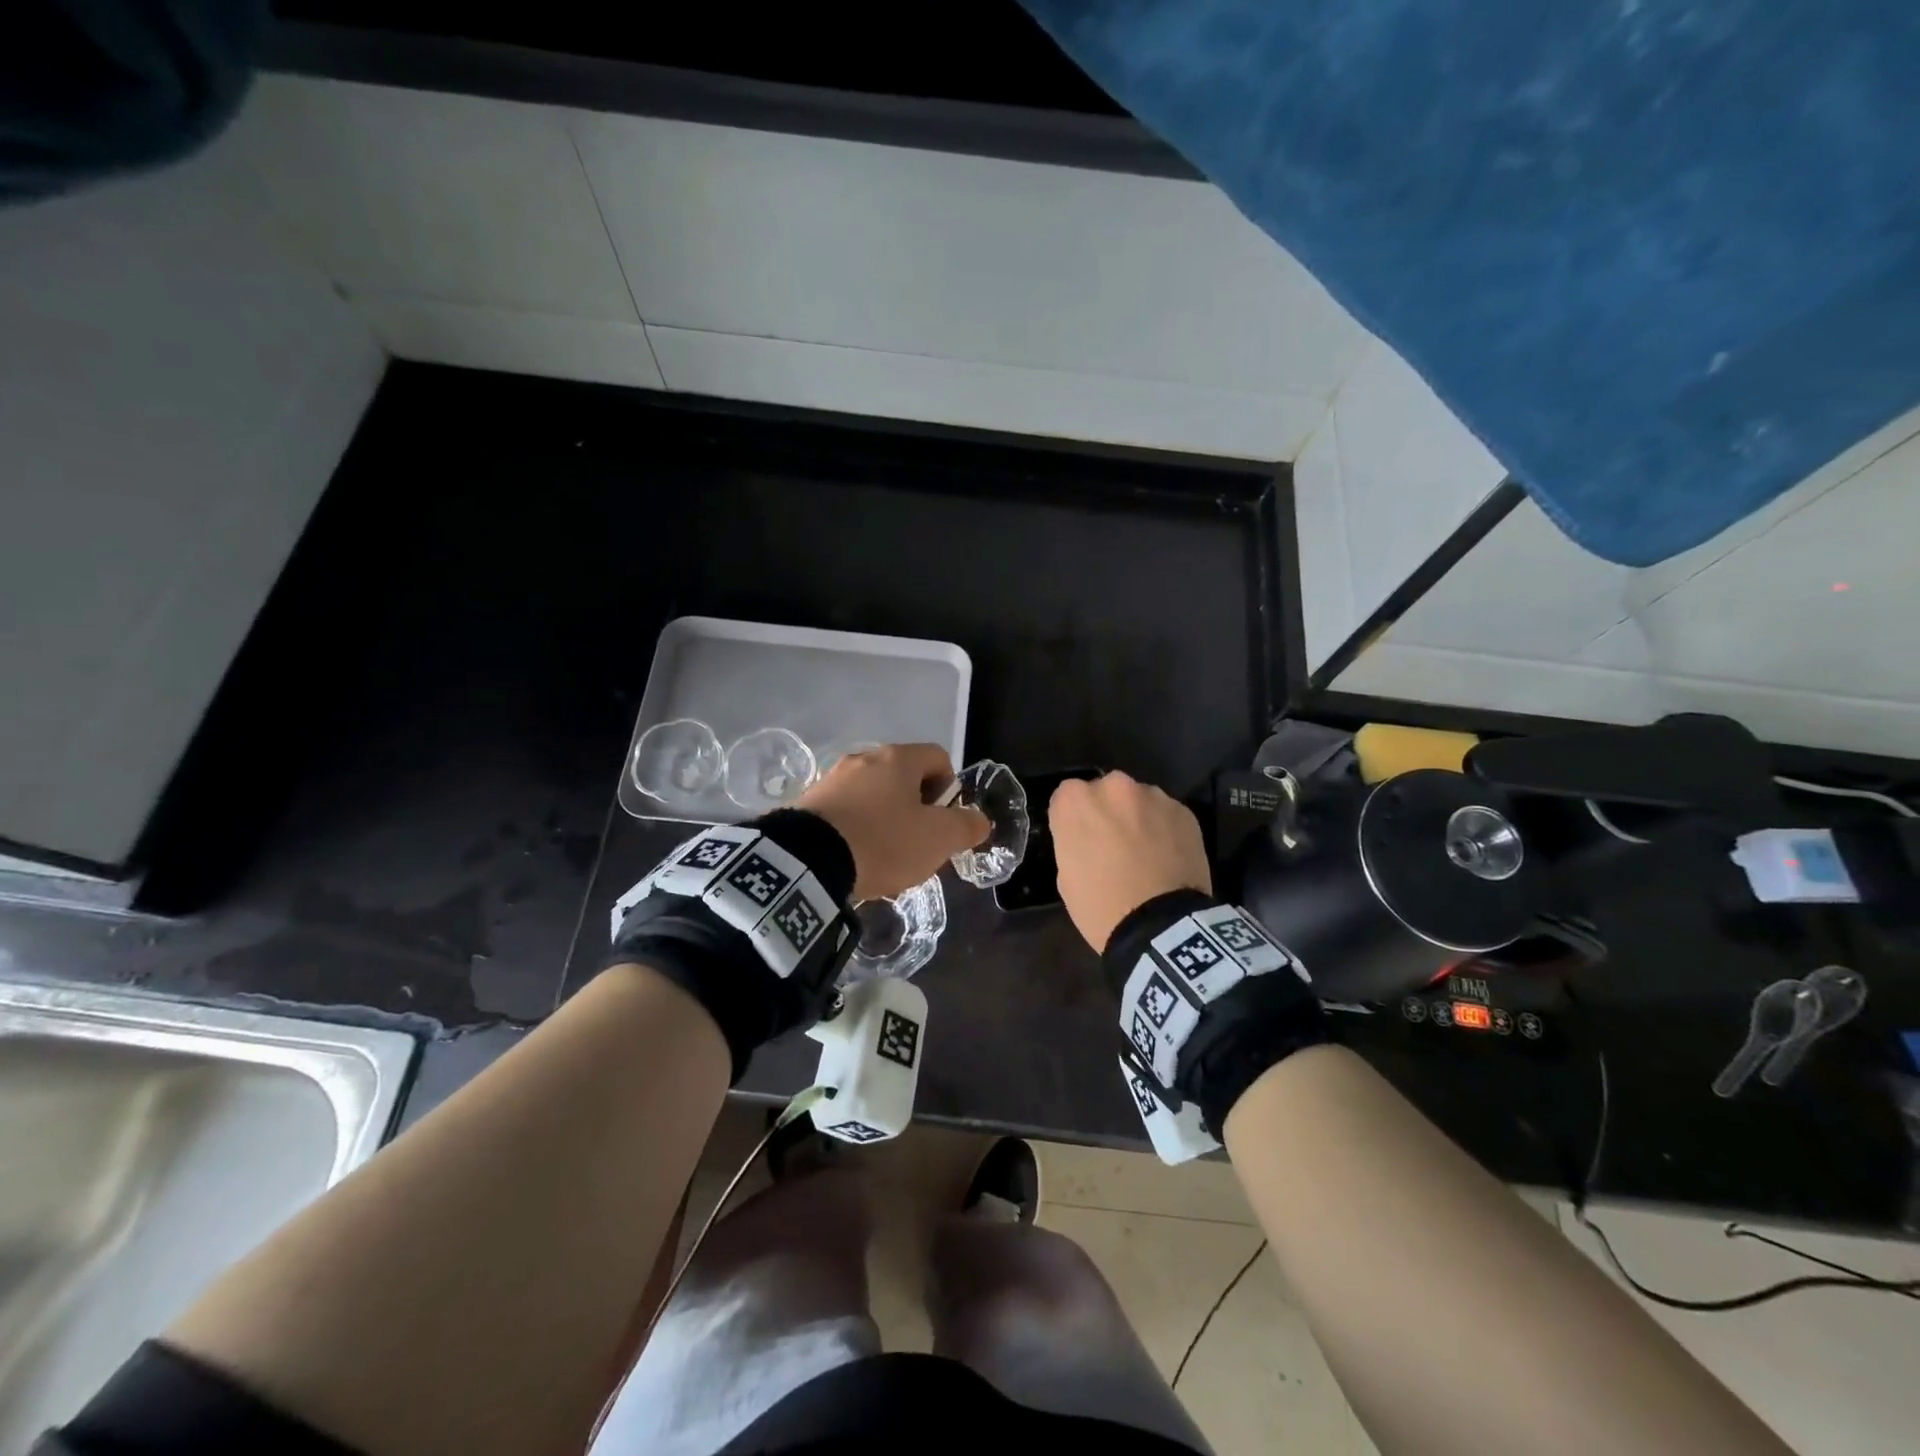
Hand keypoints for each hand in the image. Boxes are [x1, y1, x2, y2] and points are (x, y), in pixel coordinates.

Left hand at [797, 744, 989, 901]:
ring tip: (884, 857)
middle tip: (918, 843)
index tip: (944, 821)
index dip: (950, 788)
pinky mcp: (808, 803)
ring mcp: (832, 778)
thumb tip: (978, 820)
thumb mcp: (938, 838)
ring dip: (886, 820)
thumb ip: (966, 826)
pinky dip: (857, 830)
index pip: (938, 757)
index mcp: (898, 758)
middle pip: (904, 777)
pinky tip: (855, 859)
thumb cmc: (883, 841)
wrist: (807, 861)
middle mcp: (863, 758)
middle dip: (916, 808)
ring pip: (873, 795)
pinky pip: (845, 811)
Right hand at [1049, 771, 1211, 951]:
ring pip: (1139, 800)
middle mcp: (1113, 787)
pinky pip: (1167, 815)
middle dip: (1108, 811)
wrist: (1159, 927)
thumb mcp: (1066, 875)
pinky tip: (1168, 858)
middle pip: (1106, 791)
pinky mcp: (1184, 811)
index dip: (1074, 819)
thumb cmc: (1100, 906)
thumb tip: (1087, 837)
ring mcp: (1152, 796)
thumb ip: (1073, 841)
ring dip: (1138, 818)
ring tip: (1146, 853)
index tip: (1080, 840)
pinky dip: (1165, 829)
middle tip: (1114, 844)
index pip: (1067, 796)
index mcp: (1075, 801)